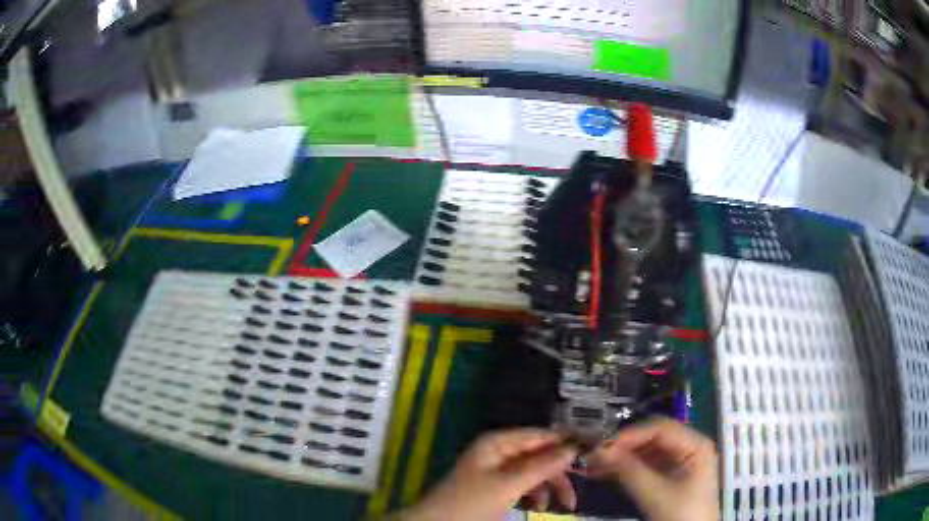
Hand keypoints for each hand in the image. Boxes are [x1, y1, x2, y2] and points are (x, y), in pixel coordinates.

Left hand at [395, 429, 578, 520]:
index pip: (540, 434)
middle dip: (559, 472)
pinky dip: (536, 494)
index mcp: (498, 442)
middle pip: (539, 454)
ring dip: (550, 486)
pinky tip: (540, 506)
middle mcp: (500, 450)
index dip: (565, 441)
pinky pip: (525, 484)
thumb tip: (572, 447)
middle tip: (579, 487)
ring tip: (564, 505)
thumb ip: (541, 466)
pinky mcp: (497, 486)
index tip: (592, 448)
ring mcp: (498, 469)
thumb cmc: (471, 502)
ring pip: (535, 471)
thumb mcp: (509, 485)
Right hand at [586, 417, 718, 520]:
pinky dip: (627, 468)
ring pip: (646, 451)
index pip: (660, 428)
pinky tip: (605, 472)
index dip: (631, 435)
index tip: (603, 445)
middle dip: (624, 446)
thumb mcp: (654, 493)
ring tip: (594, 464)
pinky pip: (646, 464)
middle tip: (595, 454)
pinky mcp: (670, 474)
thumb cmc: (681, 513)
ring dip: (622, 457)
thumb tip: (598, 451)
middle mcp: (689, 445)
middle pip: (652, 437)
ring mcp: (680, 460)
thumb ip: (628, 470)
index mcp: (695, 443)